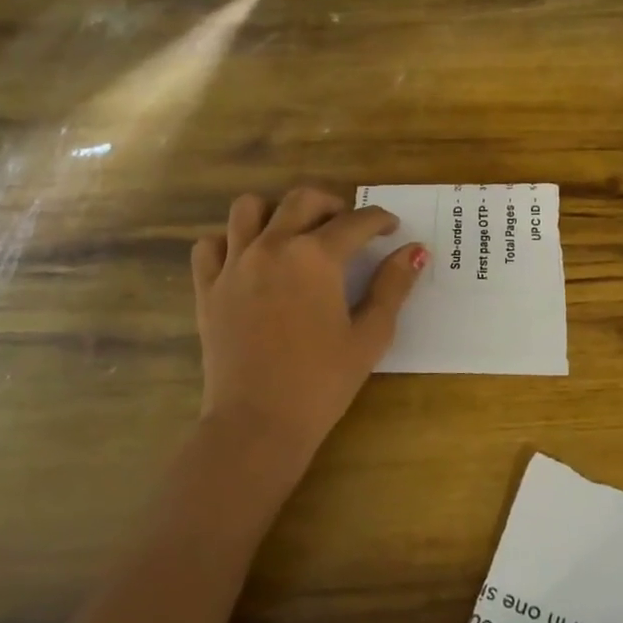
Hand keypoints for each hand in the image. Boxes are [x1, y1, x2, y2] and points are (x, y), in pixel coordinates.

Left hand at [191, 188, 424, 480]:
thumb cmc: (322, 382)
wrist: (258, 422)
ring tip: (294, 233)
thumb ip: (393, 287)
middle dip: (332, 204)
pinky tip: (249, 259)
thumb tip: (415, 251)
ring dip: (277, 211)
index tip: (391, 227)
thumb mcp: (370, 335)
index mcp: (316, 257)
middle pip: (302, 200)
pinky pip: (211, 244)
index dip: (380, 220)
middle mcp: (273, 246)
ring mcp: (234, 264)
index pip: (356, 222)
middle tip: (348, 225)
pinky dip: (231, 241)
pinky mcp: (207, 287)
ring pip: (249, 208)